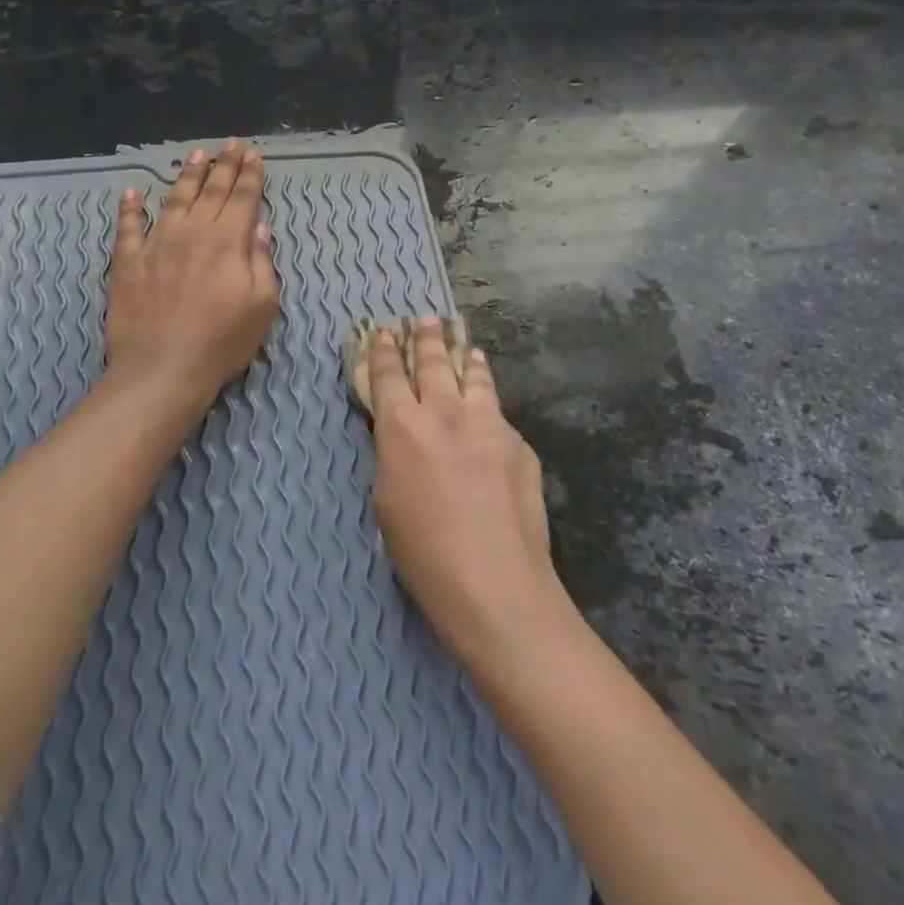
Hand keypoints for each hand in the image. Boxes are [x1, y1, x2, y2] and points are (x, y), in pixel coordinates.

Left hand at [105, 141, 279, 404]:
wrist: (161, 369)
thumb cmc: (222, 342)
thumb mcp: (262, 306)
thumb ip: (261, 262)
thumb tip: (258, 227)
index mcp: (228, 242)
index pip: (242, 198)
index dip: (249, 175)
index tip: (252, 154)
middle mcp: (192, 233)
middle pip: (211, 191)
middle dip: (223, 166)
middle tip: (230, 145)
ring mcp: (156, 244)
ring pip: (174, 200)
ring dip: (186, 176)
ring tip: (196, 156)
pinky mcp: (127, 262)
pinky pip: (128, 228)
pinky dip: (130, 208)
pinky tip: (132, 193)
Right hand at [368, 319, 570, 667]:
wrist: (496, 583)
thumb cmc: (424, 554)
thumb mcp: (387, 501)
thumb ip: (394, 456)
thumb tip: (402, 437)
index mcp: (402, 428)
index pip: (389, 376)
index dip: (385, 352)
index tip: (385, 333)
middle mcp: (444, 413)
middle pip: (434, 364)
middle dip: (426, 339)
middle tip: (424, 320)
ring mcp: (488, 424)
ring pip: (474, 378)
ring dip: (466, 359)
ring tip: (466, 347)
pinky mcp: (519, 443)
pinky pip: (498, 413)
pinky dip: (489, 402)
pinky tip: (491, 410)